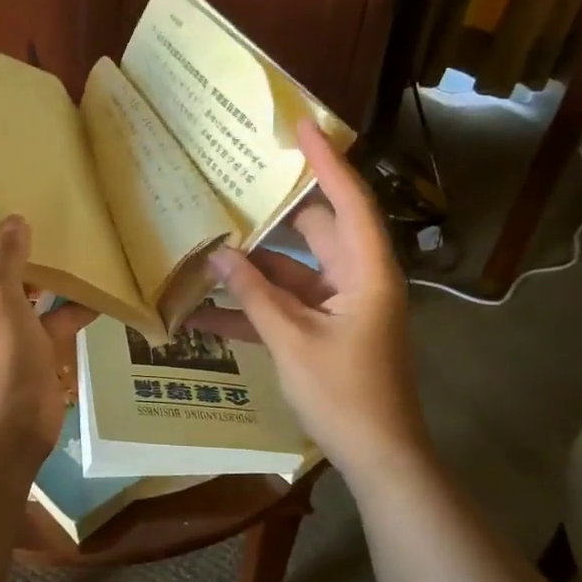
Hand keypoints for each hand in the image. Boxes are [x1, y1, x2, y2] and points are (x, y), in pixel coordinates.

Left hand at [0, 213, 61, 487]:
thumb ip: (3, 256)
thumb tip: (12, 220)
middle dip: (3, 228)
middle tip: (34, 188)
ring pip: (16, 285)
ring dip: (40, 264)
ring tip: (69, 224)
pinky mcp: (23, 350)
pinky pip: (45, 319)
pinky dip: (68, 306)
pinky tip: (97, 284)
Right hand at [191, 120, 429, 480]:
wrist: (378, 457)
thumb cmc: (345, 395)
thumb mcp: (292, 342)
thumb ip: (254, 296)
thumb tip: (217, 254)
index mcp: (366, 272)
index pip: (347, 200)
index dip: (325, 160)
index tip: (298, 123)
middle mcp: (356, 279)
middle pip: (313, 232)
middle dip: (271, 216)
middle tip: (231, 187)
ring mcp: (339, 306)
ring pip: (292, 272)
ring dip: (252, 270)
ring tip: (203, 252)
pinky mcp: (324, 331)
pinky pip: (286, 308)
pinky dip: (254, 309)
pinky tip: (206, 314)